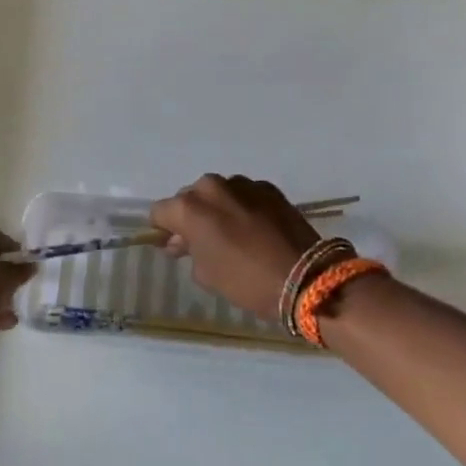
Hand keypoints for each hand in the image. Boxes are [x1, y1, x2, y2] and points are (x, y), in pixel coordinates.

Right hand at [149, 175, 318, 319]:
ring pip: (217, 193)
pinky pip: (244, 194)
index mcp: (189, 208)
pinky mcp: (268, 188)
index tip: (174, 246)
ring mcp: (242, 184)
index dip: (163, 229)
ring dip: (218, 209)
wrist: (305, 278)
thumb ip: (187, 251)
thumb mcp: (206, 274)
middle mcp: (212, 187)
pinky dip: (242, 207)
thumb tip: (182, 241)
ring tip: (232, 234)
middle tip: (203, 242)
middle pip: (189, 197)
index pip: (160, 212)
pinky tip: (255, 229)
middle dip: (191, 216)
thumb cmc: (246, 281)